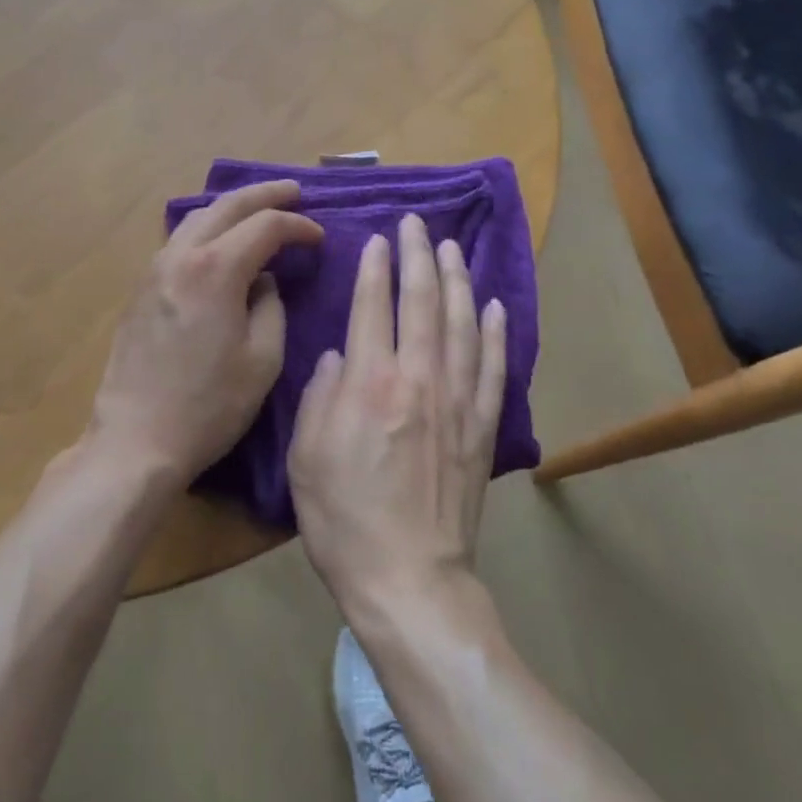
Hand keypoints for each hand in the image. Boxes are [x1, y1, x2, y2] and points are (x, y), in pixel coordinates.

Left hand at [86, 180, 322, 489]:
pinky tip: (219, 242)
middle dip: (265, 194)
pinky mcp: (141, 290)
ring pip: (197, 218)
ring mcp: (154, 270)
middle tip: (294, 191)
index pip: (266, 226)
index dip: (298, 226)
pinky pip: (179, 241)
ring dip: (232, 208)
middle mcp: (181, 257)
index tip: (319, 238)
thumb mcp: (262, 360)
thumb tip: (263, 282)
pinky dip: (207, 229)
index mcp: (216, 269)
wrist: (136, 440)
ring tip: (258, 210)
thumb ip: (271, 308)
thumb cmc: (209, 406)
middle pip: (227, 206)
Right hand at [287, 213, 506, 617]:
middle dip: (418, 256)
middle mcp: (418, 379)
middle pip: (422, 302)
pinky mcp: (482, 428)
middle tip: (417, 223)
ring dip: (457, 281)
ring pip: (462, 325)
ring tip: (452, 249)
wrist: (408, 579)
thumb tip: (340, 354)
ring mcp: (457, 401)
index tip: (379, 239)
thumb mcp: (306, 456)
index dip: (376, 267)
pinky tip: (496, 307)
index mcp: (370, 383)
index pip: (374, 306)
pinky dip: (496, 335)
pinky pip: (493, 369)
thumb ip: (321, 395)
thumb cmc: (344, 519)